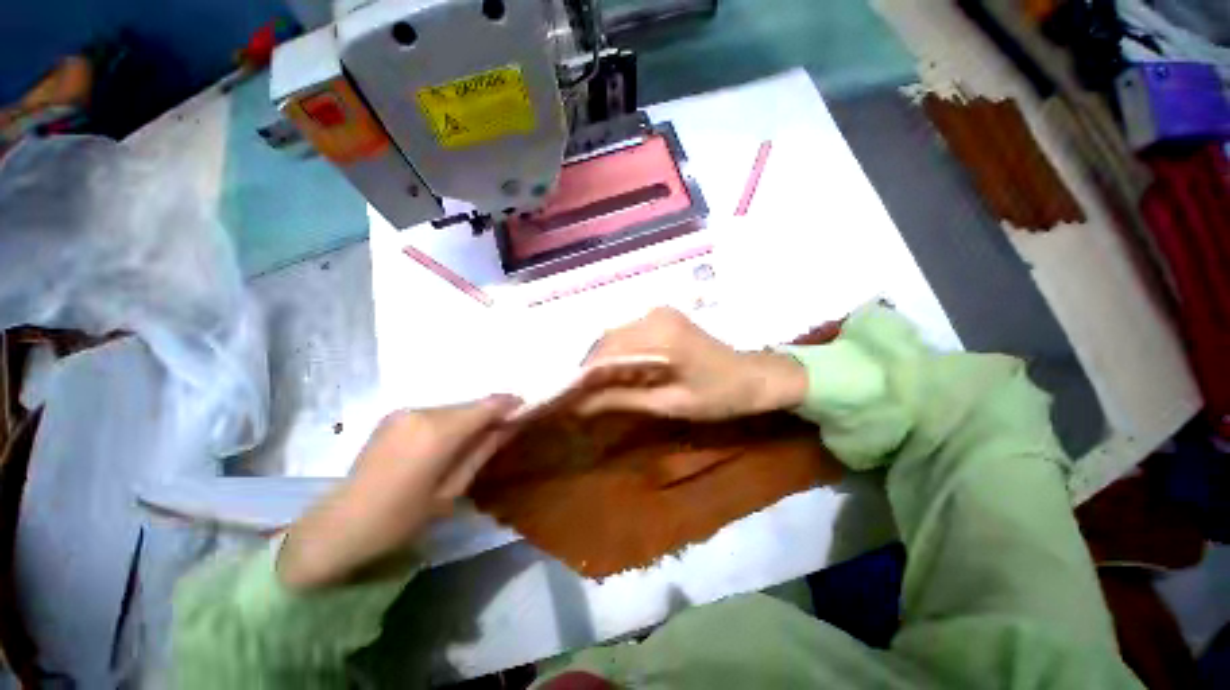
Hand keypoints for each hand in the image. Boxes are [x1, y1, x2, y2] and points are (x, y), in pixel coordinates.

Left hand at [277, 395, 520, 590]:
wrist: (338, 527)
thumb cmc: (400, 518)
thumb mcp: (451, 490)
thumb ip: (483, 451)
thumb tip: (510, 427)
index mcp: (438, 432)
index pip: (486, 406)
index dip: (509, 404)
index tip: (524, 410)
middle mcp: (422, 412)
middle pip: (469, 406)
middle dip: (489, 415)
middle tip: (502, 432)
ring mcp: (404, 412)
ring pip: (452, 409)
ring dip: (468, 420)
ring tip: (473, 443)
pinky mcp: (393, 416)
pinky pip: (434, 414)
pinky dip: (449, 423)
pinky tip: (445, 445)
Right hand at [576, 307, 807, 419]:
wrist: (753, 376)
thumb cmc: (718, 396)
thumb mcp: (668, 404)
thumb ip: (622, 400)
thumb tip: (579, 406)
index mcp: (661, 338)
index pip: (607, 352)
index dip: (583, 375)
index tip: (566, 397)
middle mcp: (655, 315)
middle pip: (608, 340)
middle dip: (589, 368)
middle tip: (578, 396)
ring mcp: (659, 312)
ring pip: (615, 335)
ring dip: (602, 361)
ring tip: (593, 388)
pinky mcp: (662, 316)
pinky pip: (628, 332)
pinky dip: (617, 353)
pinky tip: (616, 372)